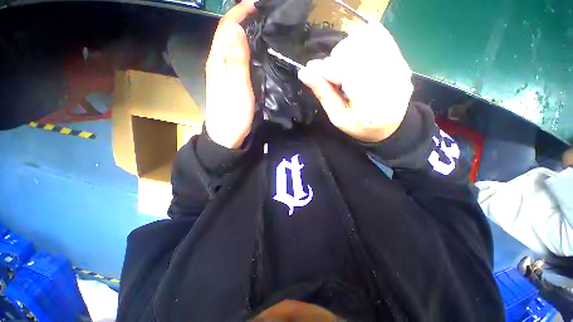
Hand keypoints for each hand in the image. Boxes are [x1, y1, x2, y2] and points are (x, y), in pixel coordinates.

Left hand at [205, 1, 256, 148]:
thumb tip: (234, 28)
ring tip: (264, 29)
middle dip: (244, 20)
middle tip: (264, 16)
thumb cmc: (233, 115)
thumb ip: (236, 60)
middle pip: (229, 34)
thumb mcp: (237, 88)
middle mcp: (219, 63)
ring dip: (246, 34)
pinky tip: (257, 52)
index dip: (238, 12)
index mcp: (218, 61)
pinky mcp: (231, 82)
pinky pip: (237, 59)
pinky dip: (246, 50)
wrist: (226, 136)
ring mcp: (224, 73)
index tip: (256, 4)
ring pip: (233, 46)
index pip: (226, 28)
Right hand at [298, 24, 412, 142]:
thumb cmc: (360, 127)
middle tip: (332, 74)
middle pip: (356, 50)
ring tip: (344, 67)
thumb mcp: (338, 117)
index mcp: (371, 102)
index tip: (312, 70)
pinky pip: (379, 35)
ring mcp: (398, 65)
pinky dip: (361, 41)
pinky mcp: (401, 58)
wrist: (390, 126)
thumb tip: (304, 73)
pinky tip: (356, 58)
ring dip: (347, 49)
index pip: (346, 71)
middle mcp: (389, 79)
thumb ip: (323, 94)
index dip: (325, 69)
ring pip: (366, 38)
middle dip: (336, 59)